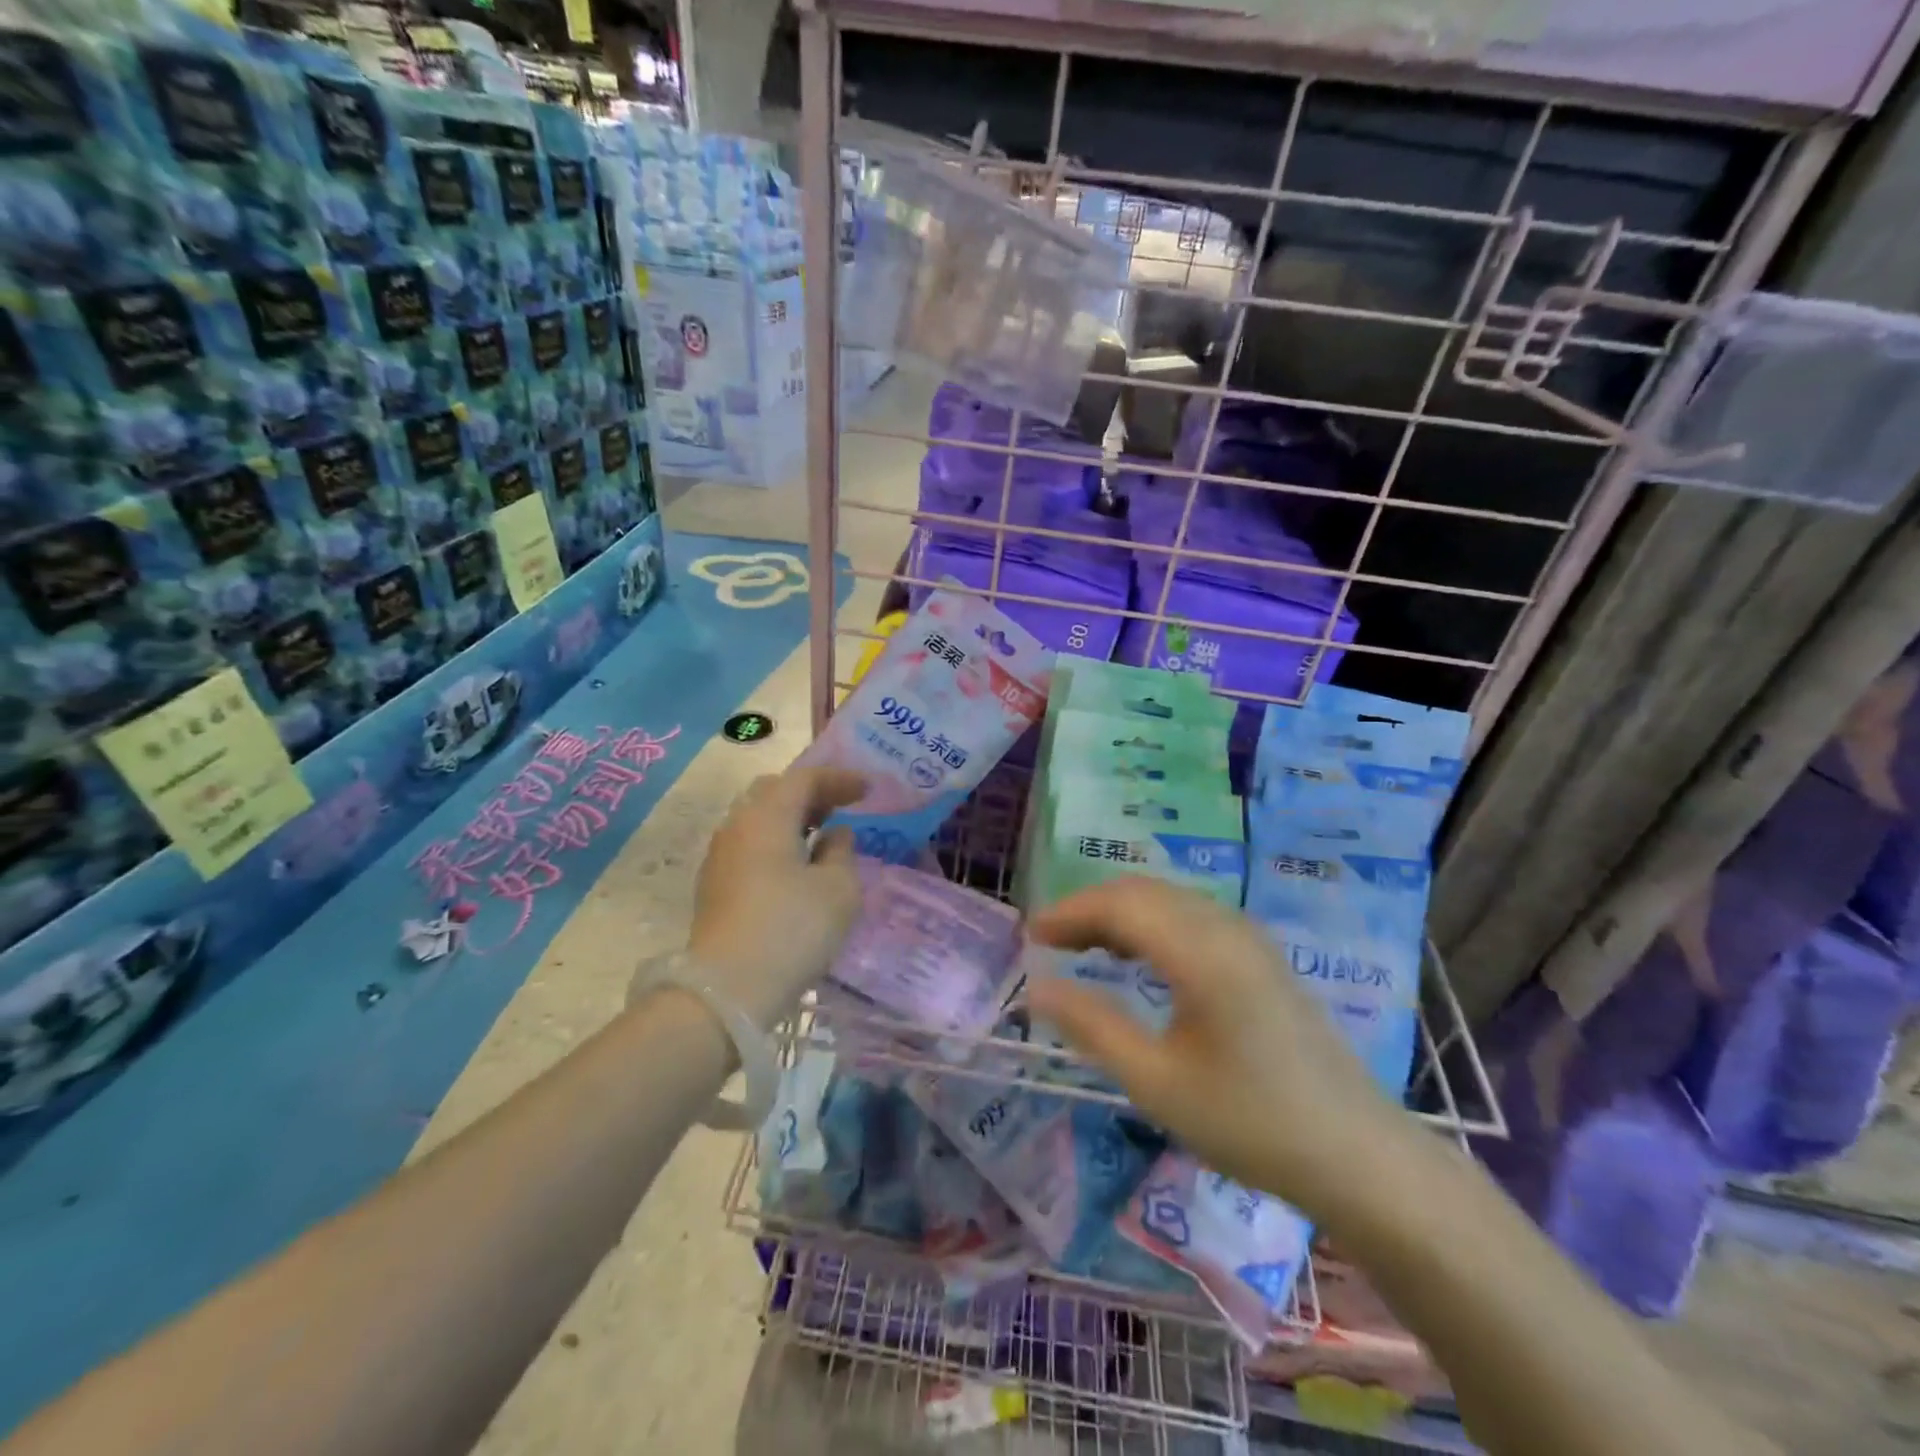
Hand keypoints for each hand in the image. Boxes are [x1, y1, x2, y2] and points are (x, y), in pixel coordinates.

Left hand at [684, 765, 867, 1027]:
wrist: (726, 991)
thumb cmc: (792, 930)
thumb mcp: (838, 890)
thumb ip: (842, 852)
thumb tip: (834, 835)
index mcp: (767, 816)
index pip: (804, 778)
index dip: (839, 779)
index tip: (868, 789)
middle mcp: (737, 826)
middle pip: (774, 791)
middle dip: (810, 793)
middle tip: (840, 807)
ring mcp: (720, 856)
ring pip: (758, 819)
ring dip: (791, 819)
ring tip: (821, 837)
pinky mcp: (714, 885)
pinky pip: (750, 845)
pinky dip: (776, 842)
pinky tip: (796, 866)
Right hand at [1026, 878, 1415, 1222]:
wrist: (1357, 1154)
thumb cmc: (1250, 1123)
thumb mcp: (1157, 1083)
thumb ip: (1093, 1027)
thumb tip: (1038, 989)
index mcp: (1201, 953)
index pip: (1120, 905)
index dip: (1069, 912)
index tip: (1030, 934)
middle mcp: (1225, 927)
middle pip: (1143, 892)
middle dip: (1089, 908)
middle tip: (1049, 942)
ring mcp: (1248, 937)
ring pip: (1168, 899)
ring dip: (1119, 913)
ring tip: (1081, 947)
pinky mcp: (1259, 954)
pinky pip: (1191, 915)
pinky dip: (1151, 923)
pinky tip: (1137, 957)